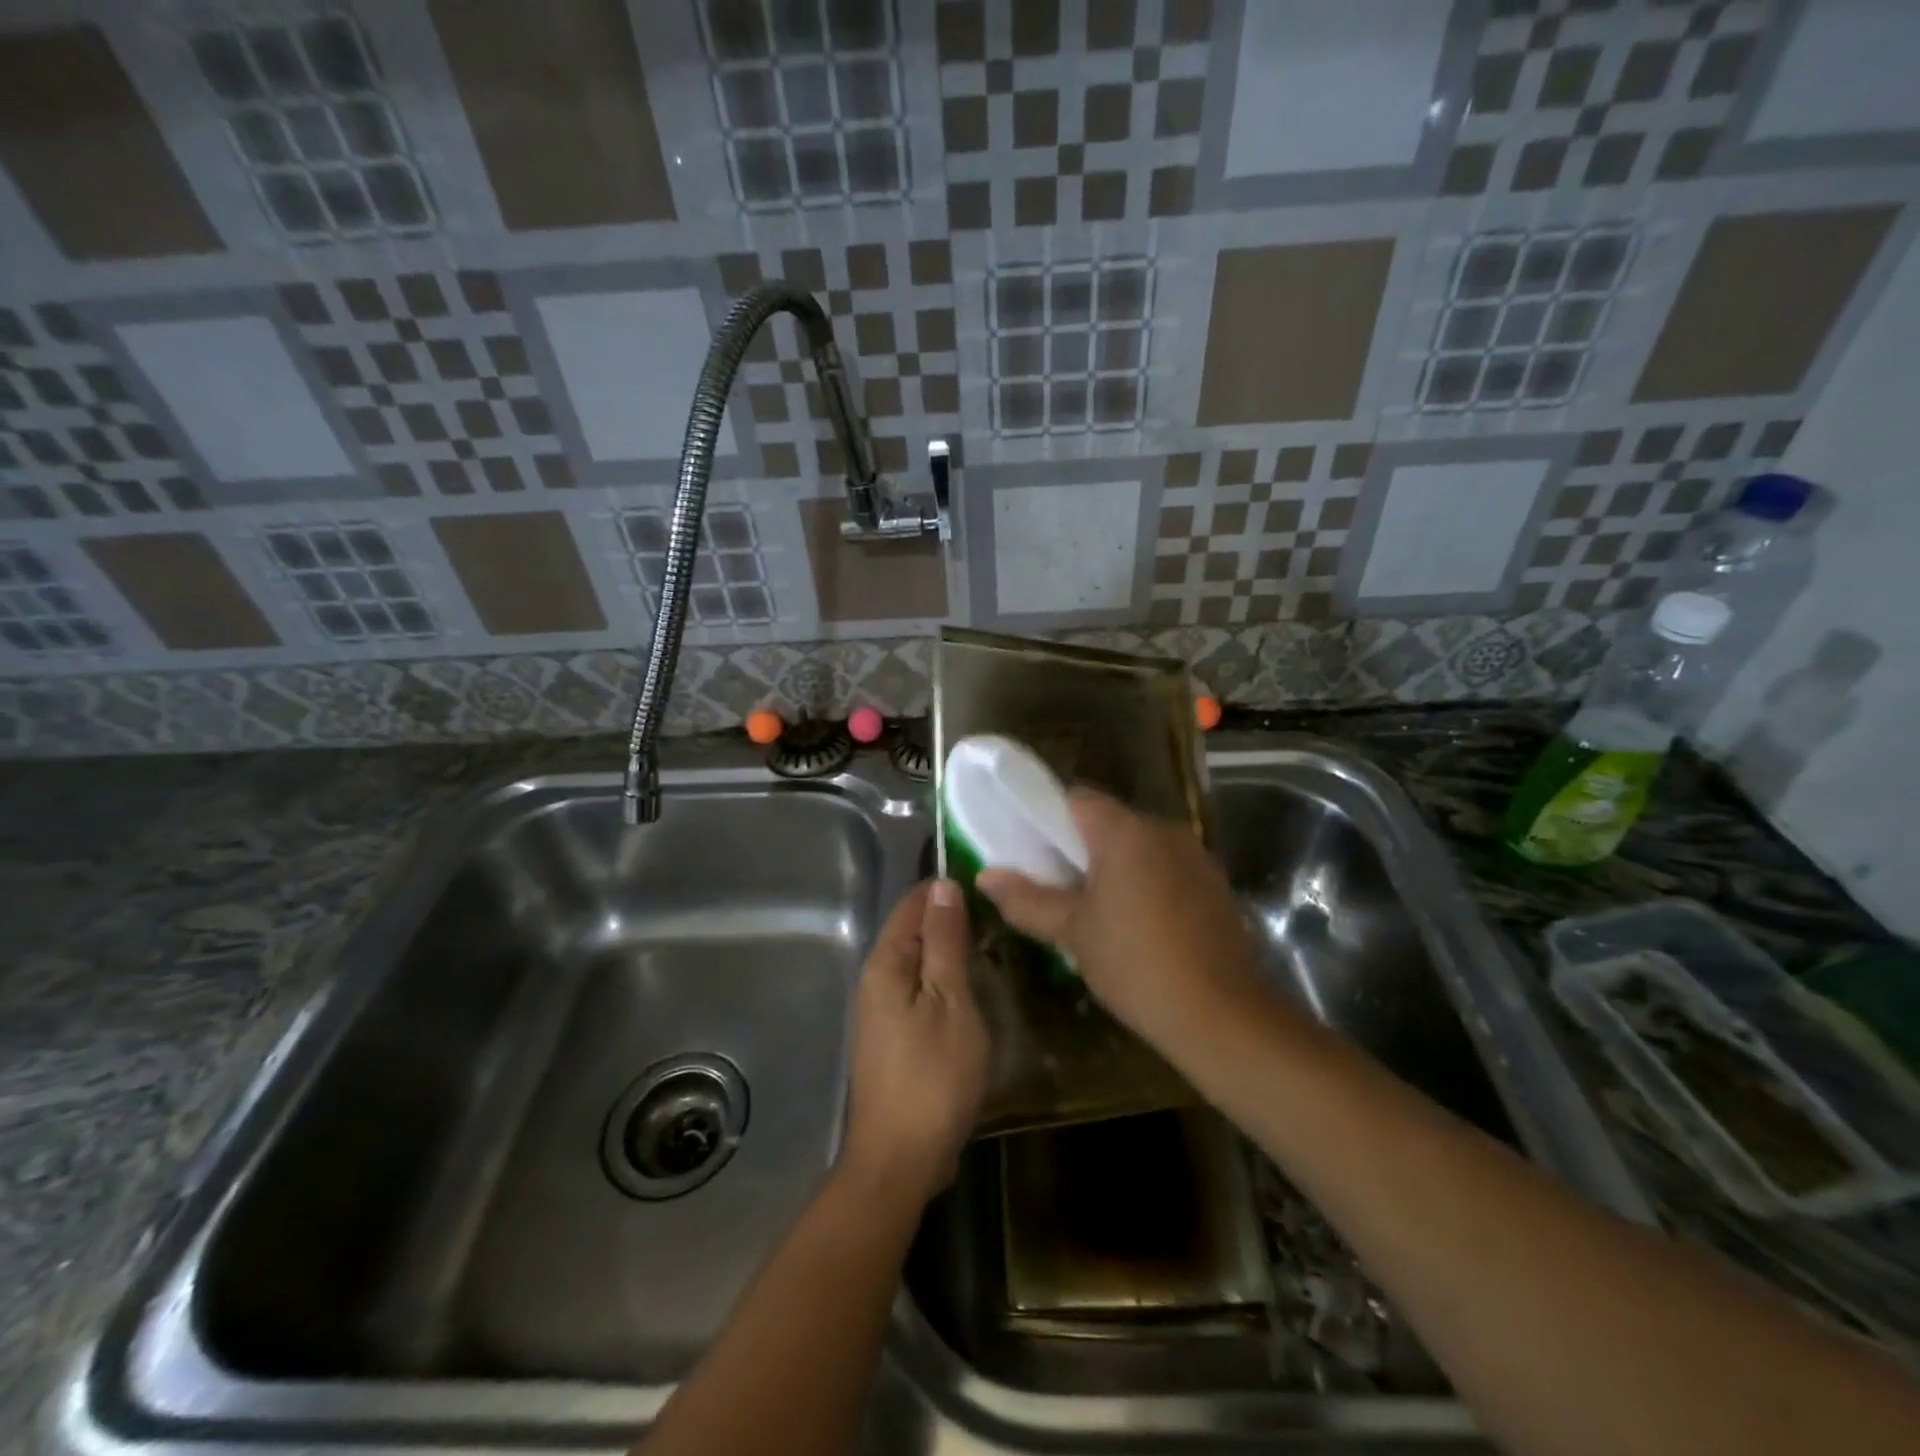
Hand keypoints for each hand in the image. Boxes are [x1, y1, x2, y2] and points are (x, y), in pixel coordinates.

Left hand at [841, 879, 989, 1203]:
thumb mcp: (950, 1001)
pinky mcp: (893, 1036)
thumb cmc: (932, 1076)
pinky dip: (944, 981)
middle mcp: (876, 979)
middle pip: (913, 931)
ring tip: (993, 946)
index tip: (989, 888)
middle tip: (1000, 918)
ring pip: (918, 962)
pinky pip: (919, 990)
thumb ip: (945, 942)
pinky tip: (972, 989)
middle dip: (951, 919)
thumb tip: (942, 886)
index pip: (913, 903)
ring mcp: (881, 1010)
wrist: (900, 1159)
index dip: (947, 890)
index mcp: (885, 963)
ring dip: (950, 952)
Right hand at [977, 791, 1280, 1060]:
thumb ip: (1027, 899)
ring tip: (1092, 909)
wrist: (1222, 1015)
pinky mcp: (1214, 884)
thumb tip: (985, 876)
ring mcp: (1195, 855)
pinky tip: (1135, 924)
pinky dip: (1144, 882)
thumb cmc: (1136, 964)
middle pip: (1109, 822)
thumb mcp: (1073, 932)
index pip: (1076, 800)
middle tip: (1054, 885)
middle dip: (1079, 848)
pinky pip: (1166, 867)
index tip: (1031, 851)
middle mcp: (1163, 830)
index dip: (1048, 819)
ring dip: (1113, 867)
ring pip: (1139, 846)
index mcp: (1125, 831)